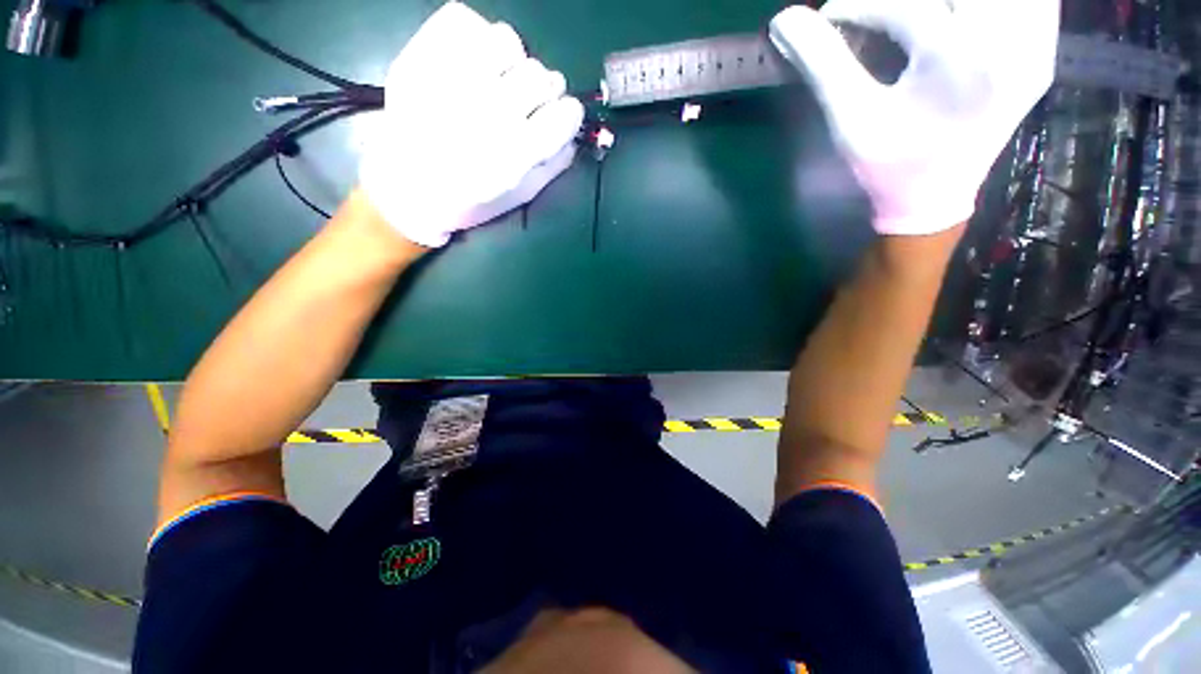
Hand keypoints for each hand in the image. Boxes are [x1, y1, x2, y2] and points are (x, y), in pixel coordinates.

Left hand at [360, 2, 584, 247]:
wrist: (408, 186)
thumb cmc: (471, 200)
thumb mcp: (520, 196)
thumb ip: (552, 166)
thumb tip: (572, 135)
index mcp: (515, 155)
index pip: (564, 113)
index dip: (569, 112)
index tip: (561, 115)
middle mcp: (488, 114)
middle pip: (541, 76)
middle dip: (542, 89)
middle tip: (525, 102)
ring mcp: (453, 80)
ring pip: (507, 40)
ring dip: (510, 60)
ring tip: (497, 78)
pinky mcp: (422, 57)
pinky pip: (465, 20)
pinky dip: (474, 36)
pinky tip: (472, 63)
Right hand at [770, 0, 1059, 234]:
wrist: (934, 199)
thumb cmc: (887, 164)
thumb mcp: (850, 119)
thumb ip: (821, 64)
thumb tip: (784, 20)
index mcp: (957, 62)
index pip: (905, 5)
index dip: (860, 5)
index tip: (829, 15)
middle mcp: (1009, 43)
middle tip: (883, 12)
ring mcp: (1035, 46)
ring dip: (955, 0)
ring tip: (925, 16)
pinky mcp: (1042, 51)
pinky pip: (1036, 2)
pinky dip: (999, 2)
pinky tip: (967, 13)